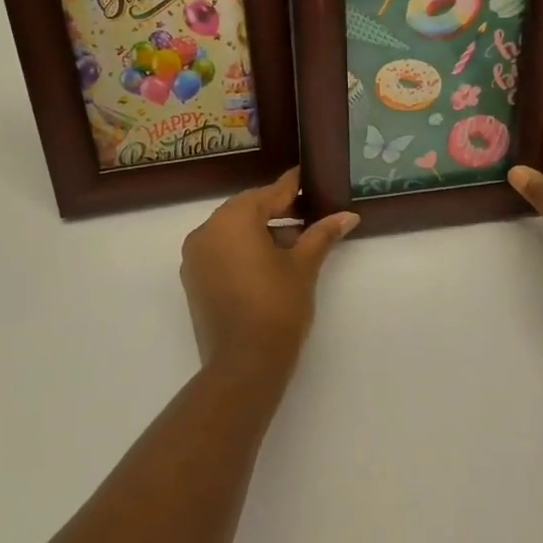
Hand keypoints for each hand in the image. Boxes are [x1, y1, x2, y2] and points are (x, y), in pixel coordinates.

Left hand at [180, 168, 357, 372]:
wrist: (244, 365)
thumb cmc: (277, 306)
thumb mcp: (303, 266)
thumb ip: (322, 234)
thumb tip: (348, 216)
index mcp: (232, 220)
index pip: (267, 194)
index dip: (290, 187)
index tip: (304, 177)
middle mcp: (207, 231)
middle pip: (247, 210)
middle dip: (277, 211)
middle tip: (307, 212)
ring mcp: (195, 257)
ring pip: (232, 231)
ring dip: (261, 231)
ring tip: (295, 243)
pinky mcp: (194, 280)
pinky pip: (221, 251)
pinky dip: (243, 249)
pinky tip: (270, 262)